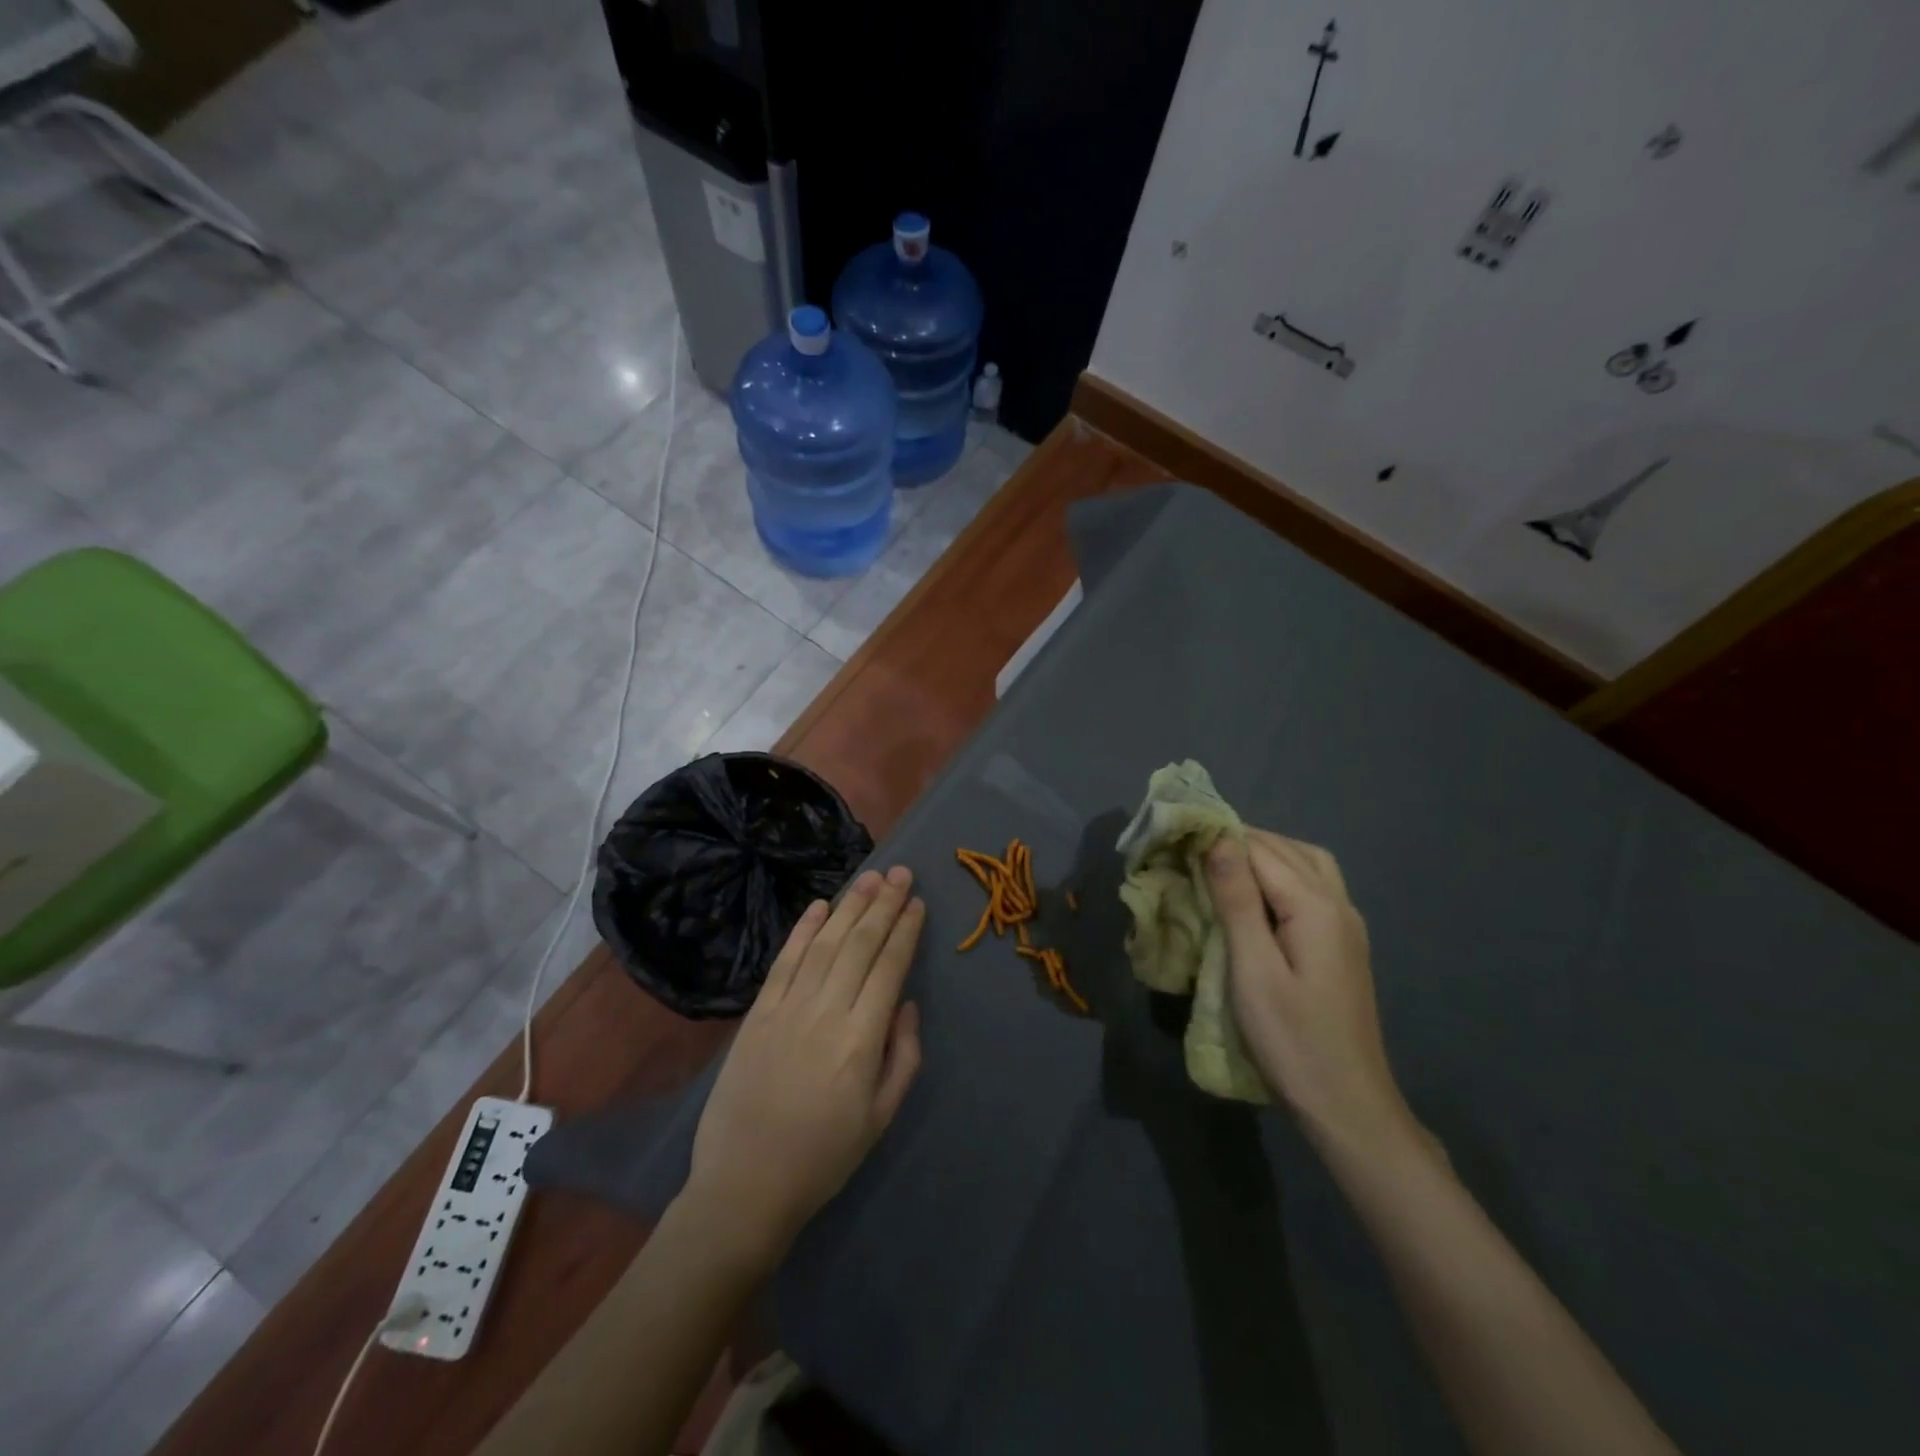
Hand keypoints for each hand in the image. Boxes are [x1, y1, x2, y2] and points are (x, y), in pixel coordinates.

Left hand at [684, 867, 925, 1271]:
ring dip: (849, 907)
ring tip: (869, 878)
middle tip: (900, 872)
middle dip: (883, 905)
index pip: (889, 968)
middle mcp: (826, 1012)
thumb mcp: (881, 1117)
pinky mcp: (757, 1014)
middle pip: (860, 945)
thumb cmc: (824, 1157)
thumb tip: (905, 1003)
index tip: (917, 902)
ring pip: (824, 944)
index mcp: (861, 1040)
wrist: (745, 1185)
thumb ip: (903, 1056)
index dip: (905, 931)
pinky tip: (820, 906)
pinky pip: (784, 962)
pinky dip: (803, 930)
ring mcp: (787, 1009)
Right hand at [1207, 831, 1416, 1159]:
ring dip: (1265, 855)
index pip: (1261, 850)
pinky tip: (1258, 896)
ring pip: (1307, 864)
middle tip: (1192, 851)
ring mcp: (1347, 925)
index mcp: (1316, 906)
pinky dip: (1283, 874)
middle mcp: (1339, 905)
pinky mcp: (1344, 945)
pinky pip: (1314, 887)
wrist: (1348, 1105)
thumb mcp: (1253, 970)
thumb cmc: (1291, 1039)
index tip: (1178, 841)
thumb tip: (1219, 840)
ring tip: (1222, 867)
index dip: (1219, 839)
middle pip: (1287, 849)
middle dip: (1240, 841)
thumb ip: (1237, 901)